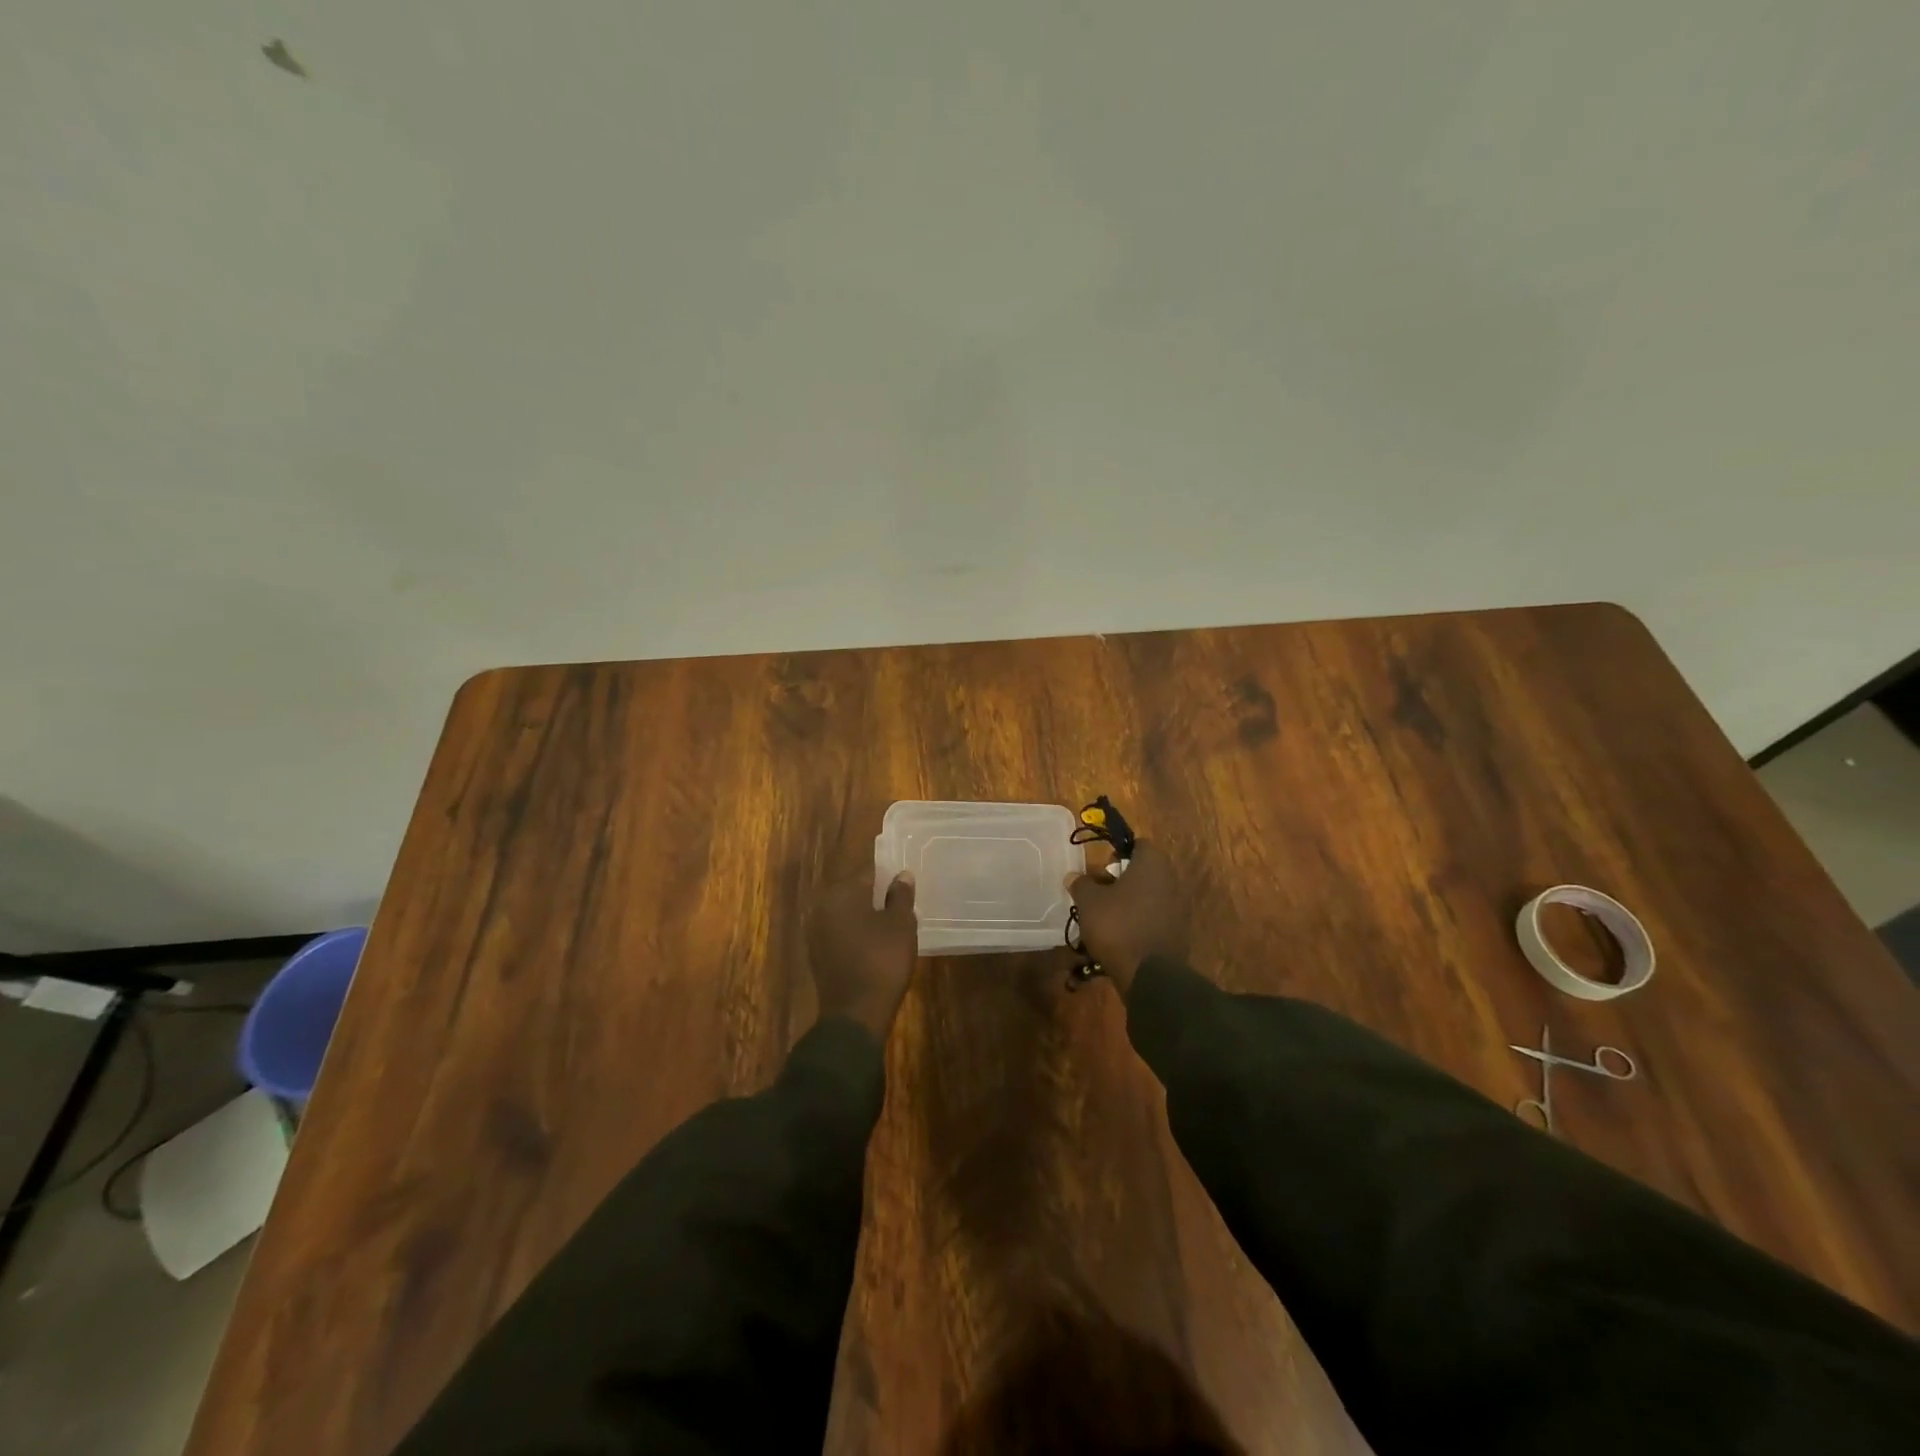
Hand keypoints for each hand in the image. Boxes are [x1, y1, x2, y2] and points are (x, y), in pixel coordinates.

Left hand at [807, 871, 917, 1040]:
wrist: (855, 1014)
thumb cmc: (882, 961)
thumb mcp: (901, 925)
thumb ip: (901, 896)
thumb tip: (902, 875)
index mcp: (841, 893)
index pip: (868, 873)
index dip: (889, 877)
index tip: (905, 885)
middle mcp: (822, 907)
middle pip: (855, 893)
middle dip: (876, 896)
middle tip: (901, 905)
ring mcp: (816, 932)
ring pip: (847, 914)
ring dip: (866, 916)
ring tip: (892, 925)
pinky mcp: (818, 954)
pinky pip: (841, 933)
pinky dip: (857, 934)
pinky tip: (876, 944)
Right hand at [1066, 842, 1188, 997]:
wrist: (1149, 975)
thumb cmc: (1117, 926)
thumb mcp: (1088, 902)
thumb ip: (1081, 884)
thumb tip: (1073, 876)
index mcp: (1153, 864)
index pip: (1138, 845)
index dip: (1117, 853)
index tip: (1101, 869)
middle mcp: (1172, 880)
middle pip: (1144, 871)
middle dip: (1121, 880)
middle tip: (1100, 894)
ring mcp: (1179, 908)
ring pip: (1150, 896)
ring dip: (1130, 903)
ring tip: (1107, 919)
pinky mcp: (1179, 933)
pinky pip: (1156, 918)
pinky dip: (1141, 922)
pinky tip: (1122, 937)